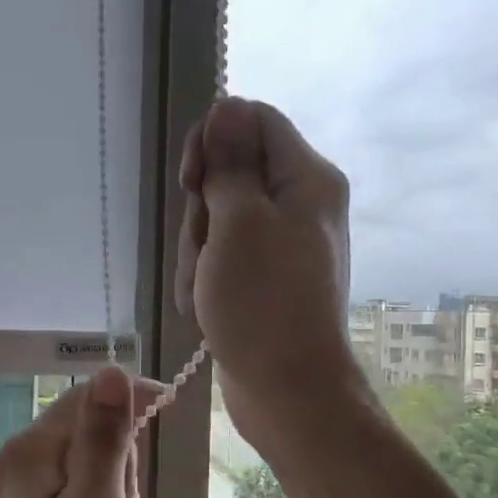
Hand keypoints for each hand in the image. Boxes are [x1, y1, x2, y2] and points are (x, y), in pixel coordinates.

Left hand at [0, 367, 163, 497]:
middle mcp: (15, 461)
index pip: (89, 397)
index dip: (133, 398)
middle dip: (119, 469)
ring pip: (81, 471)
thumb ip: (104, 438)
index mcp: (32, 450)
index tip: (172, 407)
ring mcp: (11, 493)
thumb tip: (113, 372)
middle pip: (86, 435)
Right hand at [174, 97, 359, 441]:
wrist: (288, 390)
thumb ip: (229, 163)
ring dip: (198, 253)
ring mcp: (281, 243)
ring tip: (206, 291)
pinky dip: (206, 277)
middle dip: (202, 213)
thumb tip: (226, 107)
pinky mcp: (264, 276)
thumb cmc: (263, 303)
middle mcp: (299, 203)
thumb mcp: (238, 223)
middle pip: (229, 174)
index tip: (191, 181)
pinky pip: (222, 256)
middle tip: (207, 251)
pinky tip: (206, 307)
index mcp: (306, 178)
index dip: (212, 141)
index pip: (251, 120)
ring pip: (217, 219)